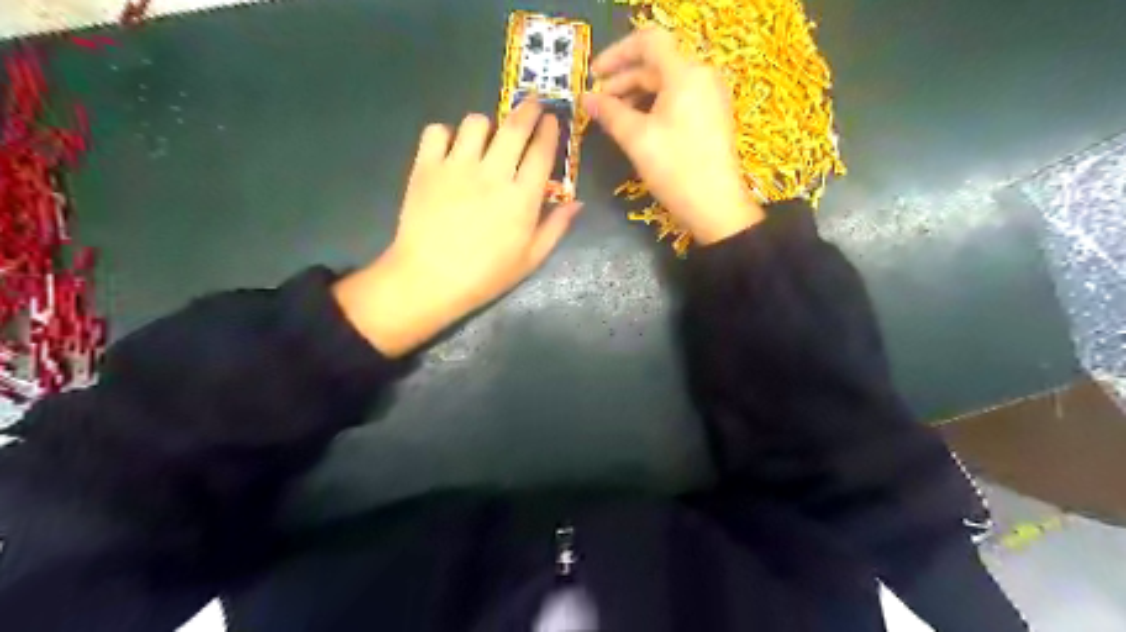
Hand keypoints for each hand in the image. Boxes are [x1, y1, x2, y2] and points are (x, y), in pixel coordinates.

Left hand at [331, 99, 580, 355]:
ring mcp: (457, 167)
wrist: (429, 280)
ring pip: (476, 122)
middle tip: (531, 105)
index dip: (549, 131)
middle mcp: (492, 173)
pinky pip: (437, 131)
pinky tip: (450, 149)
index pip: (541, 152)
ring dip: (487, 124)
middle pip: (514, 127)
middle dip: (528, 110)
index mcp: (521, 198)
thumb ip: (555, 228)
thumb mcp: (530, 259)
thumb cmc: (485, 275)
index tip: (552, 120)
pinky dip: (446, 134)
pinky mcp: (426, 167)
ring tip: (486, 137)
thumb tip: (577, 203)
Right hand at [584, 28, 761, 243]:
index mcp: (686, 73)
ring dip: (636, 94)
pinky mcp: (711, 116)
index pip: (648, 42)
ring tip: (613, 117)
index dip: (616, 54)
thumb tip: (586, 99)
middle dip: (623, 80)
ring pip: (666, 83)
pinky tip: (636, 125)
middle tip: (597, 103)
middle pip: (656, 65)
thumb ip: (610, 113)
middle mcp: (701, 76)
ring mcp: (710, 97)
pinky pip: (678, 99)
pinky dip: (654, 106)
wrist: (715, 206)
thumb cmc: (675, 169)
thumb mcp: (637, 139)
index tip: (593, 75)